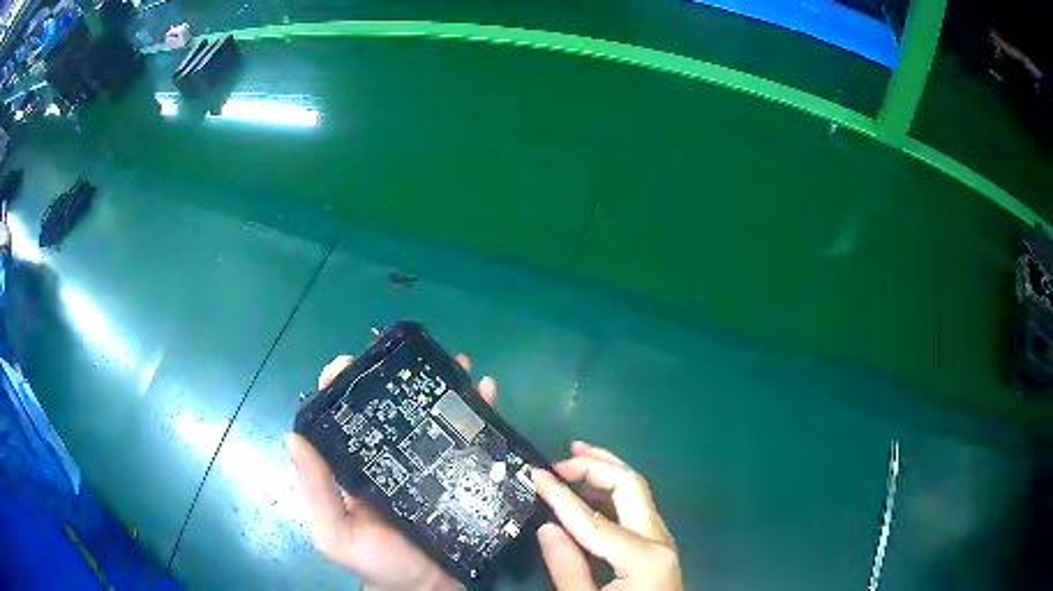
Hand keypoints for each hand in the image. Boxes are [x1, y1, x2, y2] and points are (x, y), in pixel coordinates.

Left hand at [286, 354, 495, 590]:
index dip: (342, 387)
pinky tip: (487, 392)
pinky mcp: (462, 476)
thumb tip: (293, 434)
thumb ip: (316, 491)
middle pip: (393, 408)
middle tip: (414, 357)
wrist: (429, 589)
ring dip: (445, 388)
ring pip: (433, 417)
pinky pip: (470, 440)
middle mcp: (392, 458)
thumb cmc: (378, 563)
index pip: (344, 417)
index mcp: (357, 466)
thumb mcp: (335, 533)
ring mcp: (429, 465)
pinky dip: (479, 414)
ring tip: (458, 363)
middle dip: (402, 377)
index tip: (349, 364)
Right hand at [534, 442, 682, 589]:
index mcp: (643, 558)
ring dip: (609, 471)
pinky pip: (637, 509)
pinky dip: (614, 492)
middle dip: (597, 466)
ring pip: (638, 492)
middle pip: (631, 487)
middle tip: (562, 459)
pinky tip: (593, 490)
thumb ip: (567, 568)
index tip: (536, 475)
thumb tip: (548, 526)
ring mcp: (664, 543)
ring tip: (579, 456)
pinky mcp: (658, 549)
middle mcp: (660, 541)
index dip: (561, 495)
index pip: (594, 518)